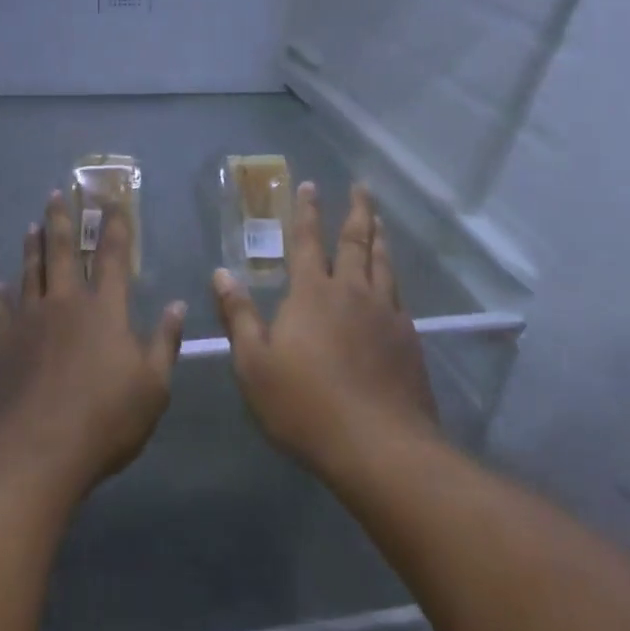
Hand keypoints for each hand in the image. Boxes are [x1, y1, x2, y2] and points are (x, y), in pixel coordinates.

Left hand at [0, 191, 185, 502]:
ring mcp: (28, 322)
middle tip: (57, 193)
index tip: (112, 200)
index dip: (115, 226)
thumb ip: (165, 343)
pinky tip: (1, 284)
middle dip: (63, 220)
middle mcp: (66, 304)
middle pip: (63, 252)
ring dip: (33, 246)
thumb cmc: (104, 422)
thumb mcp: (153, 388)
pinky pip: (2, 309)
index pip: (114, 256)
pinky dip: (2, 293)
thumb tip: (176, 305)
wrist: (33, 455)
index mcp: (105, 310)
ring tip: (32, 225)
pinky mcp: (1, 345)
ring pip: (31, 272)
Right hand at [213, 182, 437, 480]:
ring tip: (379, 219)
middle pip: (355, 241)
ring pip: (383, 262)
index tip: (311, 185)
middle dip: (356, 210)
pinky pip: (399, 293)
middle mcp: (351, 291)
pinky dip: (393, 274)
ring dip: (379, 236)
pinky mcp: (408, 337)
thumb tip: (221, 274)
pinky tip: (393, 280)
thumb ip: (239, 317)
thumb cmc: (306, 406)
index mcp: (312, 294)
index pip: (306, 241)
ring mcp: (385, 312)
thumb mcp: (255, 366)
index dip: (306, 211)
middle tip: (360, 186)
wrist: (379, 445)